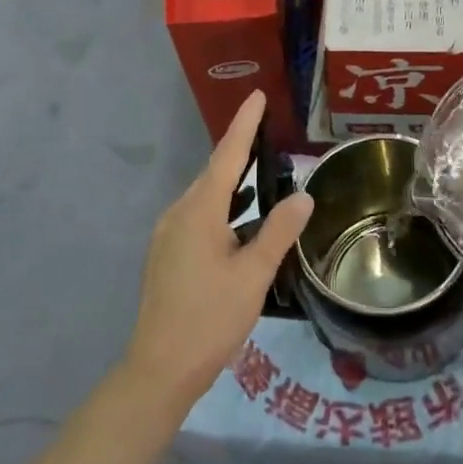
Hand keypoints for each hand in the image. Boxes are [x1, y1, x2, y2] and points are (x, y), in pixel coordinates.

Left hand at [124, 91, 312, 413]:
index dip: (244, 124)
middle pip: (214, 173)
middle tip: (269, 132)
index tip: (257, 95)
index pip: (227, 156)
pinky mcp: (167, 254)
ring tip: (263, 174)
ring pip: (206, 197)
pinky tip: (241, 221)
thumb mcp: (253, 275)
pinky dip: (223, 209)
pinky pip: (199, 216)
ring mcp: (168, 234)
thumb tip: (303, 197)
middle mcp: (178, 214)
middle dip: (241, 151)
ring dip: (233, 183)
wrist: (159, 368)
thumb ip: (279, 232)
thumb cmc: (210, 319)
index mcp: (199, 212)